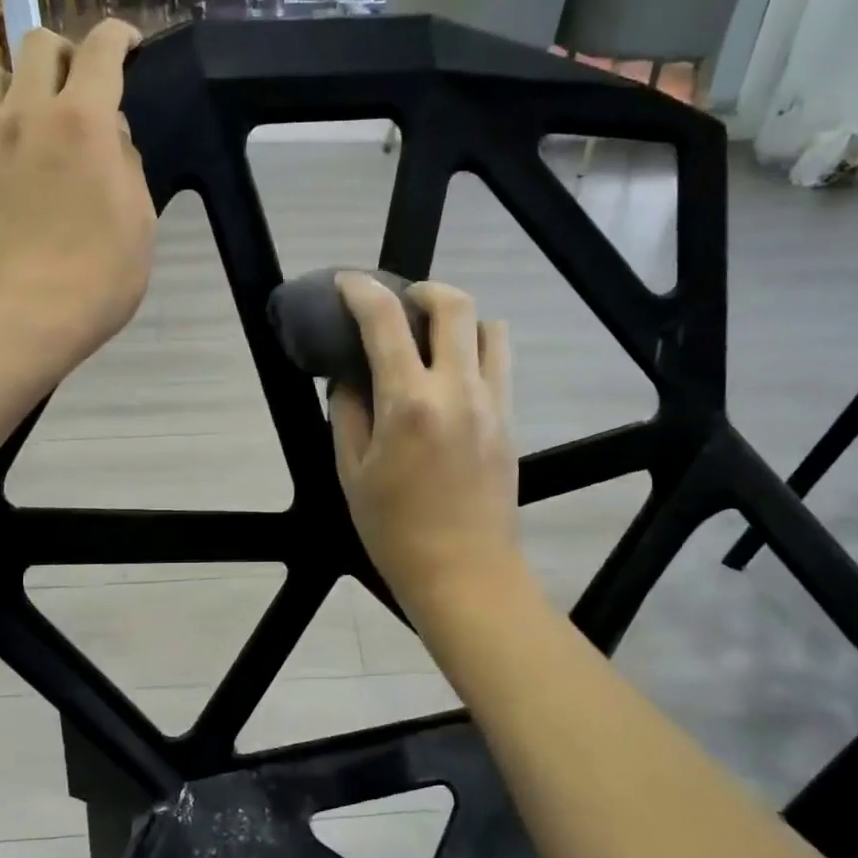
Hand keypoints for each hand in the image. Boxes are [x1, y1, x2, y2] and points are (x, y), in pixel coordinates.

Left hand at [0, 20, 154, 361]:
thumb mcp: (140, 224)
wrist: (21, 320)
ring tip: (17, 114)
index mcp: (84, 123)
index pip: (102, 51)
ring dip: (8, 80)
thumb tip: (110, 132)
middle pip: (38, 43)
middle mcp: (27, 111)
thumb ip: (127, 163)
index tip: (127, 46)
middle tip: (73, 91)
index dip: (119, 37)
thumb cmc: (97, 281)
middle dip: (64, 57)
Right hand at [328, 275, 524, 616]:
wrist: (465, 574)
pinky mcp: (511, 422)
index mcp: (409, 403)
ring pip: (490, 329)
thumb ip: (347, 413)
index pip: (385, 321)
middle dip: (423, 289)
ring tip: (434, 340)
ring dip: (460, 320)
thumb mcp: (351, 473)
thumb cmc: (395, 531)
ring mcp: (493, 404)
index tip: (347, 283)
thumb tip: (350, 379)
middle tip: (401, 303)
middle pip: (454, 305)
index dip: (362, 291)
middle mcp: (458, 390)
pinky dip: (477, 351)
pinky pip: (500, 365)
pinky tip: (453, 378)